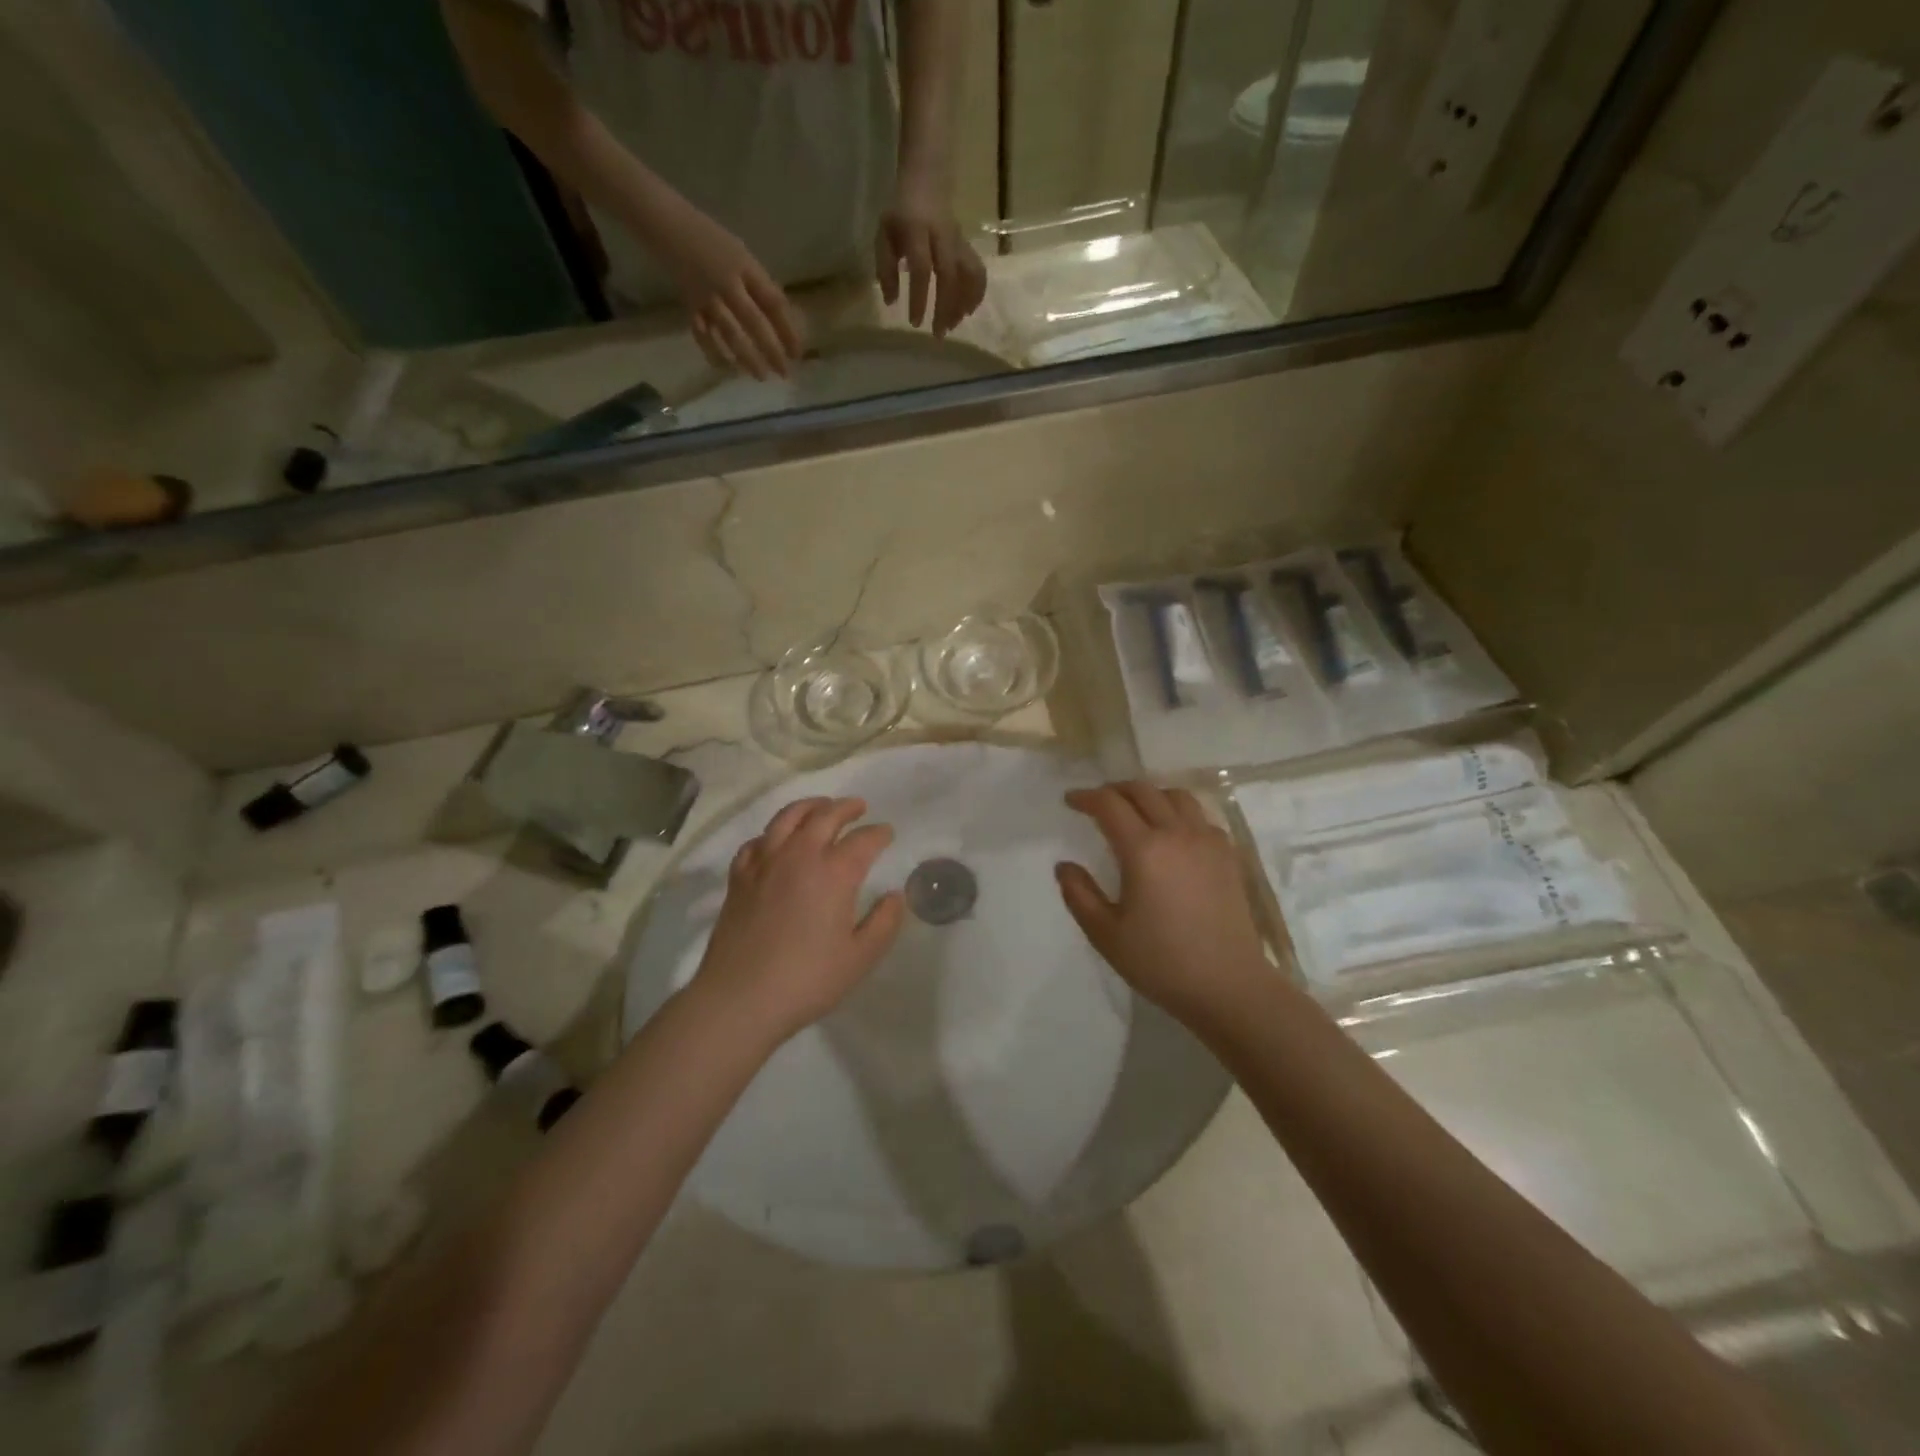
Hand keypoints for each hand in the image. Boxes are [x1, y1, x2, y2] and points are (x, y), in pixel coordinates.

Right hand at [657, 206, 804, 379]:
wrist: (664, 222)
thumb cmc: (709, 237)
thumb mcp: (740, 253)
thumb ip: (758, 283)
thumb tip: (780, 317)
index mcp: (745, 266)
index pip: (773, 302)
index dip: (788, 329)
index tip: (798, 352)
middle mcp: (727, 283)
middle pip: (754, 322)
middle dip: (771, 350)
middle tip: (784, 373)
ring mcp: (706, 295)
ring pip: (730, 333)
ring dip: (747, 357)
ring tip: (761, 376)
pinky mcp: (688, 304)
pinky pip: (702, 334)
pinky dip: (713, 352)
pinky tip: (725, 368)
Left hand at [692, 797, 904, 1044]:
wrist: (740, 998)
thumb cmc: (807, 979)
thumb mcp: (860, 957)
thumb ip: (884, 922)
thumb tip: (895, 896)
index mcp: (835, 872)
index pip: (863, 840)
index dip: (879, 833)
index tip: (887, 833)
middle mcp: (800, 855)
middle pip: (825, 816)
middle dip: (846, 808)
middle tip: (858, 807)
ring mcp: (765, 862)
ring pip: (788, 817)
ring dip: (810, 806)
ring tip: (821, 807)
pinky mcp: (739, 877)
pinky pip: (757, 841)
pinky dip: (773, 834)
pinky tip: (776, 842)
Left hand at [875, 192, 987, 337]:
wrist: (927, 181)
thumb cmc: (901, 214)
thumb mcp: (884, 235)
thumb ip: (885, 268)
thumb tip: (891, 302)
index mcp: (917, 230)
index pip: (921, 268)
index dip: (919, 297)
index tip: (915, 323)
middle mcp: (942, 236)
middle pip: (949, 275)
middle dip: (944, 308)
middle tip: (938, 334)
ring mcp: (958, 241)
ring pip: (968, 274)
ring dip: (963, 303)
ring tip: (953, 325)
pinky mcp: (968, 246)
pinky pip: (978, 271)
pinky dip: (976, 294)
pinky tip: (967, 311)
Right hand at [1056, 782, 1271, 1029]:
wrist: (1229, 986)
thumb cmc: (1161, 962)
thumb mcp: (1106, 934)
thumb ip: (1079, 894)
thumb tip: (1064, 866)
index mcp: (1143, 850)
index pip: (1109, 805)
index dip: (1086, 797)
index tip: (1070, 800)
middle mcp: (1177, 833)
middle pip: (1143, 791)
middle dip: (1115, 790)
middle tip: (1097, 803)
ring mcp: (1208, 841)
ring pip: (1175, 796)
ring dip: (1149, 795)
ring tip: (1135, 811)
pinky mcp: (1228, 855)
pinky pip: (1200, 816)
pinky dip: (1178, 812)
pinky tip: (1172, 834)